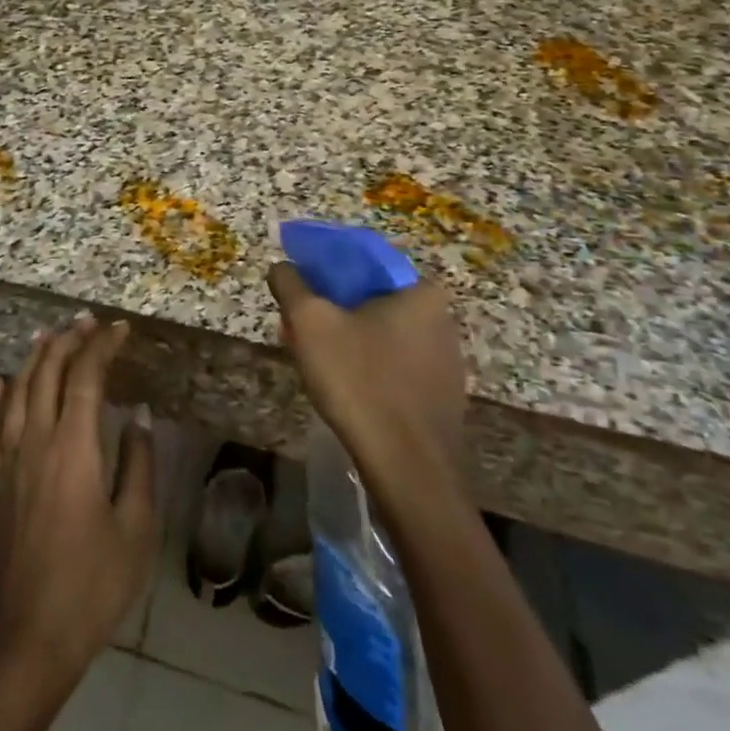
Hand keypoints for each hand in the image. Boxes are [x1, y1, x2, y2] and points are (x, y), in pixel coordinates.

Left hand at [0, 314, 158, 679]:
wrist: (32, 632)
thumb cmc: (94, 582)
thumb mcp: (136, 526)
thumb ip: (138, 464)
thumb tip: (138, 415)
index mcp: (74, 448)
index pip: (85, 378)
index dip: (102, 347)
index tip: (120, 329)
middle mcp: (36, 442)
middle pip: (47, 374)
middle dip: (68, 341)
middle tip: (87, 321)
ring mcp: (8, 461)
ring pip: (17, 393)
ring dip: (33, 359)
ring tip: (48, 335)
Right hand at [267, 264, 467, 478]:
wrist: (408, 469)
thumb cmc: (359, 381)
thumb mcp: (309, 322)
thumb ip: (291, 284)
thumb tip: (282, 266)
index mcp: (420, 292)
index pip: (363, 262)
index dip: (323, 268)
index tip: (296, 287)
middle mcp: (443, 319)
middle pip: (371, 299)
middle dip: (332, 308)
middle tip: (298, 326)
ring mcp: (447, 361)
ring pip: (382, 334)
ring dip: (348, 339)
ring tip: (314, 358)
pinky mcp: (442, 396)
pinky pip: (395, 366)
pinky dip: (367, 366)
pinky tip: (343, 387)